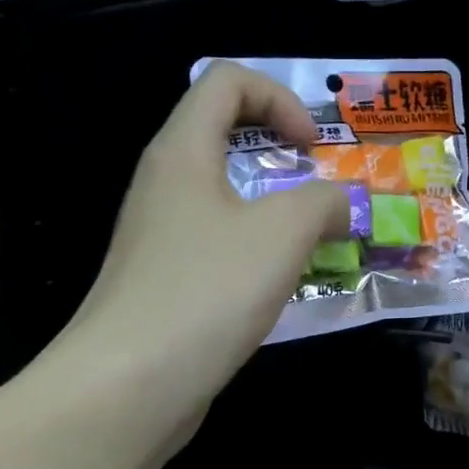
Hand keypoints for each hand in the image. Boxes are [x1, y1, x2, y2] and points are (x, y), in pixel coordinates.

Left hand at [64, 62, 349, 442]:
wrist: (127, 388)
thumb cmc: (206, 291)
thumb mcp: (282, 233)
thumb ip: (324, 202)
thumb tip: (341, 206)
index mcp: (183, 151)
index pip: (227, 80)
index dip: (279, 98)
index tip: (312, 149)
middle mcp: (166, 182)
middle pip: (226, 133)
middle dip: (285, 152)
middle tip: (325, 190)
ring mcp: (163, 233)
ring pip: (228, 194)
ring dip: (279, 207)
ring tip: (319, 240)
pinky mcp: (168, 278)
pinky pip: (222, 242)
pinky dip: (261, 248)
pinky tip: (288, 284)